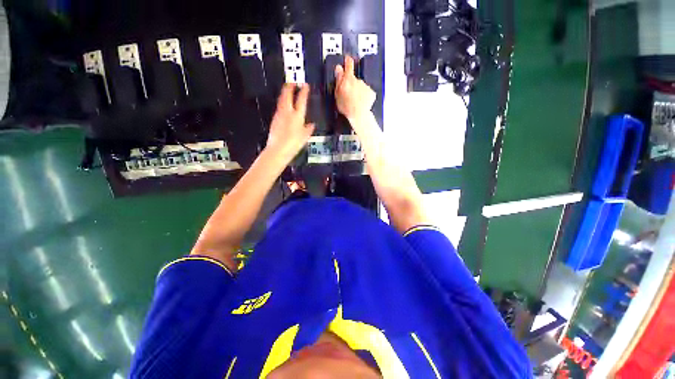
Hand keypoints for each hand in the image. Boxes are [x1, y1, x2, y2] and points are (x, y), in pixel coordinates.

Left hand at [266, 83, 314, 161]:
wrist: (278, 149)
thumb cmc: (293, 143)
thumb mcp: (305, 137)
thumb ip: (308, 129)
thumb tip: (311, 125)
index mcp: (297, 115)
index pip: (301, 99)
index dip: (304, 91)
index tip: (305, 85)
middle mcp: (287, 112)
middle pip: (287, 95)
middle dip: (290, 87)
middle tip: (292, 82)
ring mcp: (279, 115)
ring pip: (281, 100)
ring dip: (284, 93)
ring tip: (287, 90)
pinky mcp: (274, 119)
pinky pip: (278, 107)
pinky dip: (281, 103)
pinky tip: (283, 106)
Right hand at [334, 56, 376, 126]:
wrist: (358, 115)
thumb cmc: (347, 106)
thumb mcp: (338, 93)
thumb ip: (338, 79)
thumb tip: (338, 69)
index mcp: (349, 79)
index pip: (349, 64)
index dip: (348, 61)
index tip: (347, 59)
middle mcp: (358, 80)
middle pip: (354, 79)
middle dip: (352, 84)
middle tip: (348, 94)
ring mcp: (365, 86)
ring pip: (361, 86)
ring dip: (358, 91)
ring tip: (354, 101)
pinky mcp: (371, 93)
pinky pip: (366, 93)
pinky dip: (364, 96)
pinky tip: (360, 102)